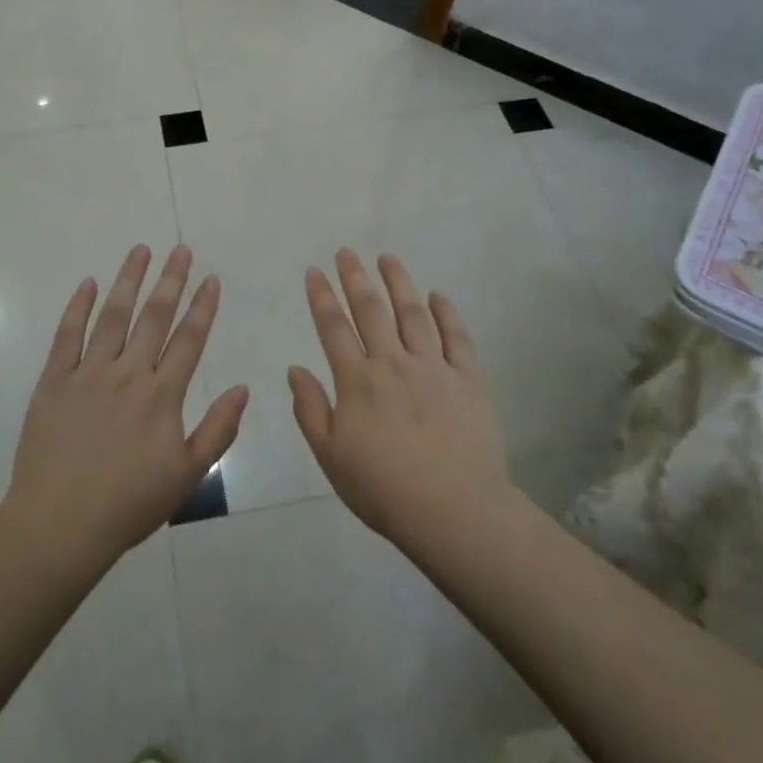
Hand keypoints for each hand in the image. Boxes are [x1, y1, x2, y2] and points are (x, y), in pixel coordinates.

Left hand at [2, 245, 247, 566]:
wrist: (59, 524)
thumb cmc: (128, 504)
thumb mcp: (187, 475)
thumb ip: (218, 429)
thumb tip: (242, 387)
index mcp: (161, 396)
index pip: (189, 339)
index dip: (203, 307)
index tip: (211, 278)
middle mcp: (127, 374)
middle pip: (154, 317)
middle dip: (170, 280)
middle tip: (180, 249)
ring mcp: (88, 374)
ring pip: (112, 316)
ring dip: (128, 281)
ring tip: (140, 250)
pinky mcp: (54, 382)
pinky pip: (66, 336)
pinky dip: (78, 307)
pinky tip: (87, 283)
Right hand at [289, 249, 511, 550]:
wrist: (453, 510)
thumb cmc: (383, 488)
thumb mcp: (330, 456)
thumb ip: (310, 409)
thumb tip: (295, 368)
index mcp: (357, 381)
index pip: (334, 328)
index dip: (322, 297)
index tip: (314, 271)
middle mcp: (393, 363)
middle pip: (371, 310)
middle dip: (355, 277)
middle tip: (347, 252)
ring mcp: (434, 368)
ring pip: (413, 314)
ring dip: (399, 282)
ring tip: (388, 258)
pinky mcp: (468, 380)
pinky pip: (457, 338)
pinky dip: (447, 313)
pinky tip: (438, 295)